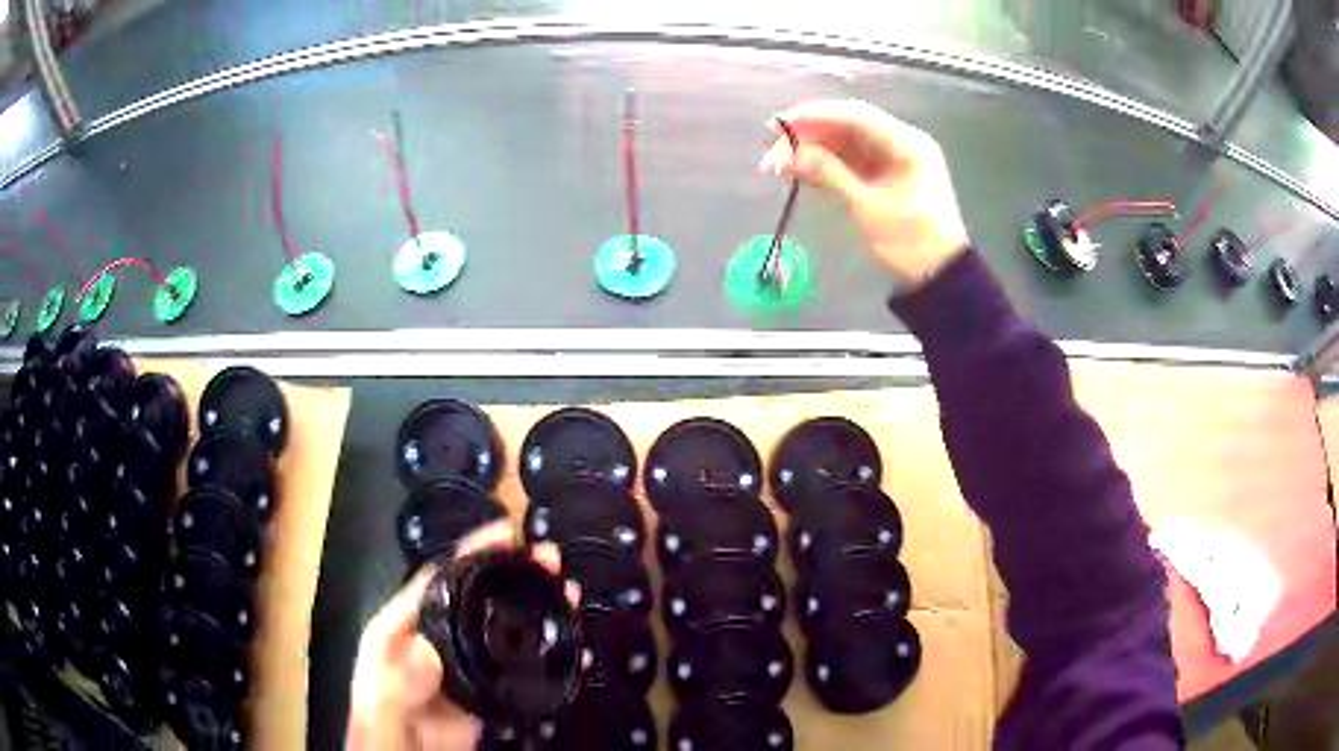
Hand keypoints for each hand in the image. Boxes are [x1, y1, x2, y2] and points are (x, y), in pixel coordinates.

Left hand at [346, 522, 574, 750]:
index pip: (435, 581)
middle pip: (475, 597)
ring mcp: (463, 668)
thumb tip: (429, 652)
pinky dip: (546, 657)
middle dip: (513, 573)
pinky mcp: (487, 694)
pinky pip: (519, 669)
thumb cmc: (381, 734)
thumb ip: (395, 687)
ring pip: (502, 629)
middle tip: (550, 559)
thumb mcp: (379, 710)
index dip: (471, 552)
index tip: (508, 533)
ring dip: (534, 608)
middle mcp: (433, 641)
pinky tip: (573, 648)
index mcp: (399, 632)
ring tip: (568, 592)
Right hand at [759, 100, 969, 289]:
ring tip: (778, 160)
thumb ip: (829, 172)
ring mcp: (893, 159)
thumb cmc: (910, 242)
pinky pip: (851, 161)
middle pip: (849, 125)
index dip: (816, 116)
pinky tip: (799, 170)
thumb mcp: (868, 206)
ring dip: (813, 148)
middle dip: (810, 133)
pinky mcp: (885, 176)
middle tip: (772, 145)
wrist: (938, 278)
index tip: (780, 124)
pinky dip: (826, 164)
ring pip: (846, 142)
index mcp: (908, 143)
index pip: (857, 116)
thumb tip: (786, 153)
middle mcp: (902, 142)